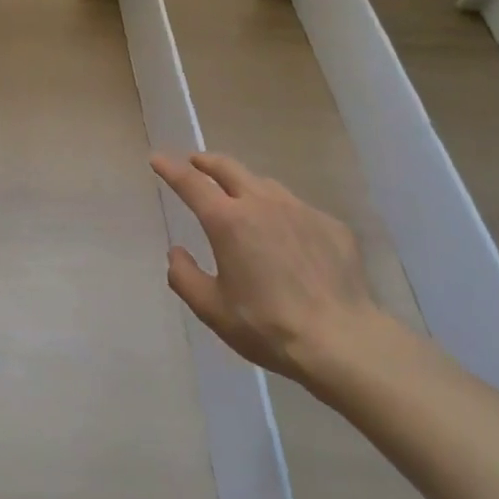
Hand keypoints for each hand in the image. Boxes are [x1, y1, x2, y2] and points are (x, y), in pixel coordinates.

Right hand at [151, 152, 405, 386]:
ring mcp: (301, 210)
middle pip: (229, 169)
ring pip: (265, 185)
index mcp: (228, 222)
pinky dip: (281, 212)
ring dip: (245, 184)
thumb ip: (185, 277)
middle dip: (207, 162)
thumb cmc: (266, 326)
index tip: (158, 158)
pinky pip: (298, 209)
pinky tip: (285, 235)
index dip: (171, 169)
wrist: (341, 339)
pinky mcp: (330, 225)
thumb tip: (177, 253)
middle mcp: (263, 204)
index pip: (191, 184)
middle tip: (195, 162)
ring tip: (239, 196)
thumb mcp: (211, 309)